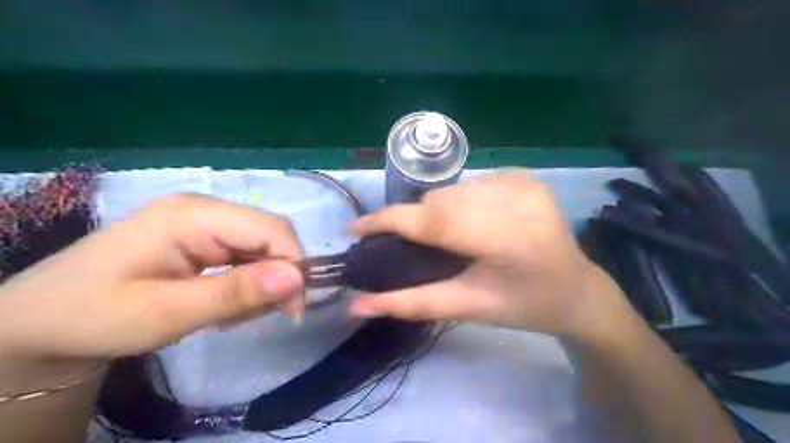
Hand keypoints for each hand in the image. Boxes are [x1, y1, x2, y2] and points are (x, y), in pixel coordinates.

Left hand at [0, 196, 304, 389]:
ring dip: (262, 282)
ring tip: (232, 316)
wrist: (40, 320)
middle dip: (278, 276)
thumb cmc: (94, 315)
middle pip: (271, 234)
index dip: (293, 266)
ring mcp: (204, 221)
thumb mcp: (167, 313)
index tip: (291, 310)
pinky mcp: (203, 236)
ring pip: (263, 246)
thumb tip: (298, 278)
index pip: (272, 229)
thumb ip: (235, 293)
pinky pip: (246, 254)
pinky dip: (248, 282)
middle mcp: (206, 209)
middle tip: (262, 316)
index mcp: (194, 215)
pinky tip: (226, 303)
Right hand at [349, 171, 626, 337]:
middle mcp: (515, 199)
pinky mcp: (526, 177)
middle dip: (417, 220)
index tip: (357, 228)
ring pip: (454, 188)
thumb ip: (410, 304)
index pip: (432, 220)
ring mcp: (523, 183)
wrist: (577, 291)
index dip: (389, 221)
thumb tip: (356, 306)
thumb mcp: (466, 308)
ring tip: (448, 236)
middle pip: (440, 200)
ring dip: (439, 210)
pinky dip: (462, 200)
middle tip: (414, 244)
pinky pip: (474, 182)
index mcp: (505, 238)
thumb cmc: (523, 308)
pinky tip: (473, 221)